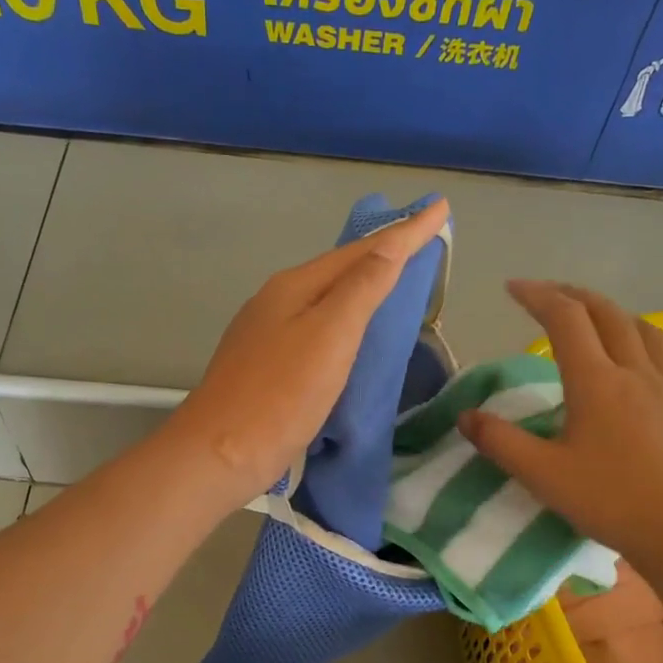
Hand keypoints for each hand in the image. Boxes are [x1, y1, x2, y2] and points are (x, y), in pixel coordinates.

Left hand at [165, 200, 449, 506]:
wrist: (222, 453)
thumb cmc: (281, 394)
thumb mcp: (330, 336)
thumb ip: (362, 288)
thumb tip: (389, 245)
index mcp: (294, 287)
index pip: (361, 251)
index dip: (405, 231)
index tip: (441, 208)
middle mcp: (276, 302)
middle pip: (339, 269)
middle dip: (381, 252)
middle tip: (420, 239)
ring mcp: (265, 334)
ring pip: (324, 299)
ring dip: (360, 286)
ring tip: (393, 279)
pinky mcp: (265, 367)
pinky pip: (314, 329)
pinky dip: (342, 321)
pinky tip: (350, 334)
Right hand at [458, 280, 662, 568]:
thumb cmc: (610, 502)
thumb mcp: (542, 475)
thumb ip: (499, 442)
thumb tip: (466, 416)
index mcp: (596, 382)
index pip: (565, 319)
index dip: (538, 296)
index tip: (513, 289)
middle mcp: (637, 373)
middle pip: (608, 315)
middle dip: (575, 296)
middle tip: (550, 296)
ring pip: (649, 334)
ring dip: (619, 316)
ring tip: (600, 320)